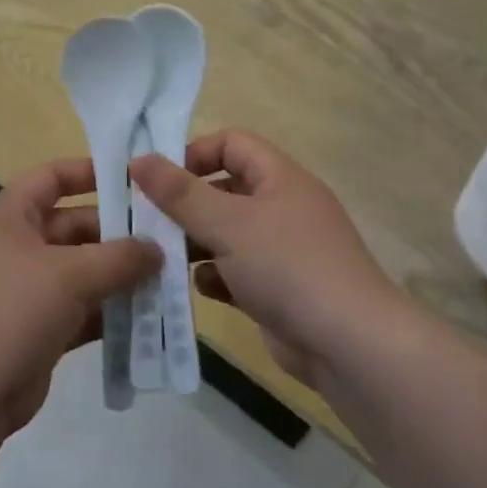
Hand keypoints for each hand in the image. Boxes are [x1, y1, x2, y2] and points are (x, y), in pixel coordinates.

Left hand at [0, 158, 159, 436]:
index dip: (88, 172)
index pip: (49, 178)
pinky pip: (79, 311)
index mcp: (9, 220)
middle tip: (166, 240)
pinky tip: (146, 317)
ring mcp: (24, 293)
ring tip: (166, 278)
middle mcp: (15, 249)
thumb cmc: (11, 313)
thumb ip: (119, 257)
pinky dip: (108, 312)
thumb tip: (157, 248)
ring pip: (80, 273)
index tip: (133, 179)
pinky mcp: (36, 332)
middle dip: (117, 234)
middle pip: (72, 227)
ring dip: (118, 276)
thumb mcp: (69, 275)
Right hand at [131, 130, 401, 387]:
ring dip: (194, 244)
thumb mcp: (228, 223)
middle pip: (224, 191)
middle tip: (146, 222)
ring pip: (226, 235)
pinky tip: (199, 289)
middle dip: (186, 205)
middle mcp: (282, 208)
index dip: (194, 154)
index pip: (232, 144)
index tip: (158, 180)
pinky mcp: (277, 290)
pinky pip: (235, 272)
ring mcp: (282, 251)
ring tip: (161, 257)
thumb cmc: (287, 267)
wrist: (348, 344)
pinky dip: (215, 277)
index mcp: (280, 178)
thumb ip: (180, 193)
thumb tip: (138, 159)